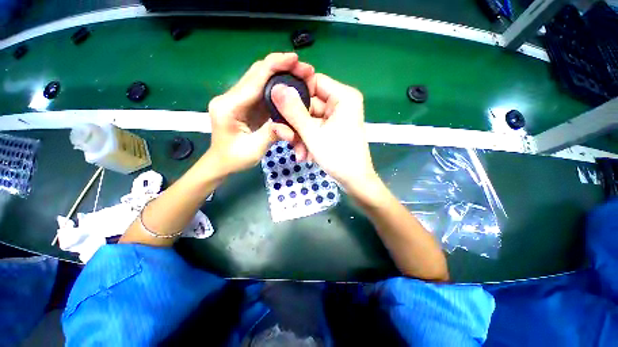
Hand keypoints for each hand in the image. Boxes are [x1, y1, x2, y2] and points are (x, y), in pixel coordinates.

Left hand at [207, 52, 314, 175]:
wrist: (221, 163)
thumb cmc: (234, 159)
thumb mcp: (255, 149)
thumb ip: (272, 134)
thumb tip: (291, 124)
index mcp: (229, 106)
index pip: (254, 79)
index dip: (275, 65)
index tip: (295, 59)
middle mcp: (230, 97)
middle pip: (256, 74)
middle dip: (280, 67)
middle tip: (303, 69)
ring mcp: (237, 100)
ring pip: (260, 80)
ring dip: (280, 75)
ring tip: (300, 76)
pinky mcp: (244, 105)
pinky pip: (262, 92)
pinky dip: (277, 88)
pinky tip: (290, 88)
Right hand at [271, 73, 377, 193]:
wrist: (354, 181)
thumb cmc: (338, 157)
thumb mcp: (312, 134)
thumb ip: (294, 111)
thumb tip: (277, 88)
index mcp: (343, 97)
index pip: (313, 81)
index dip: (294, 92)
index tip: (278, 105)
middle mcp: (341, 103)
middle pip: (309, 104)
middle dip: (295, 124)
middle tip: (285, 136)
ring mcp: (336, 118)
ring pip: (309, 119)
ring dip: (300, 136)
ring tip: (298, 153)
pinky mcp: (333, 129)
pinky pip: (315, 129)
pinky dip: (307, 141)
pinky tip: (304, 155)